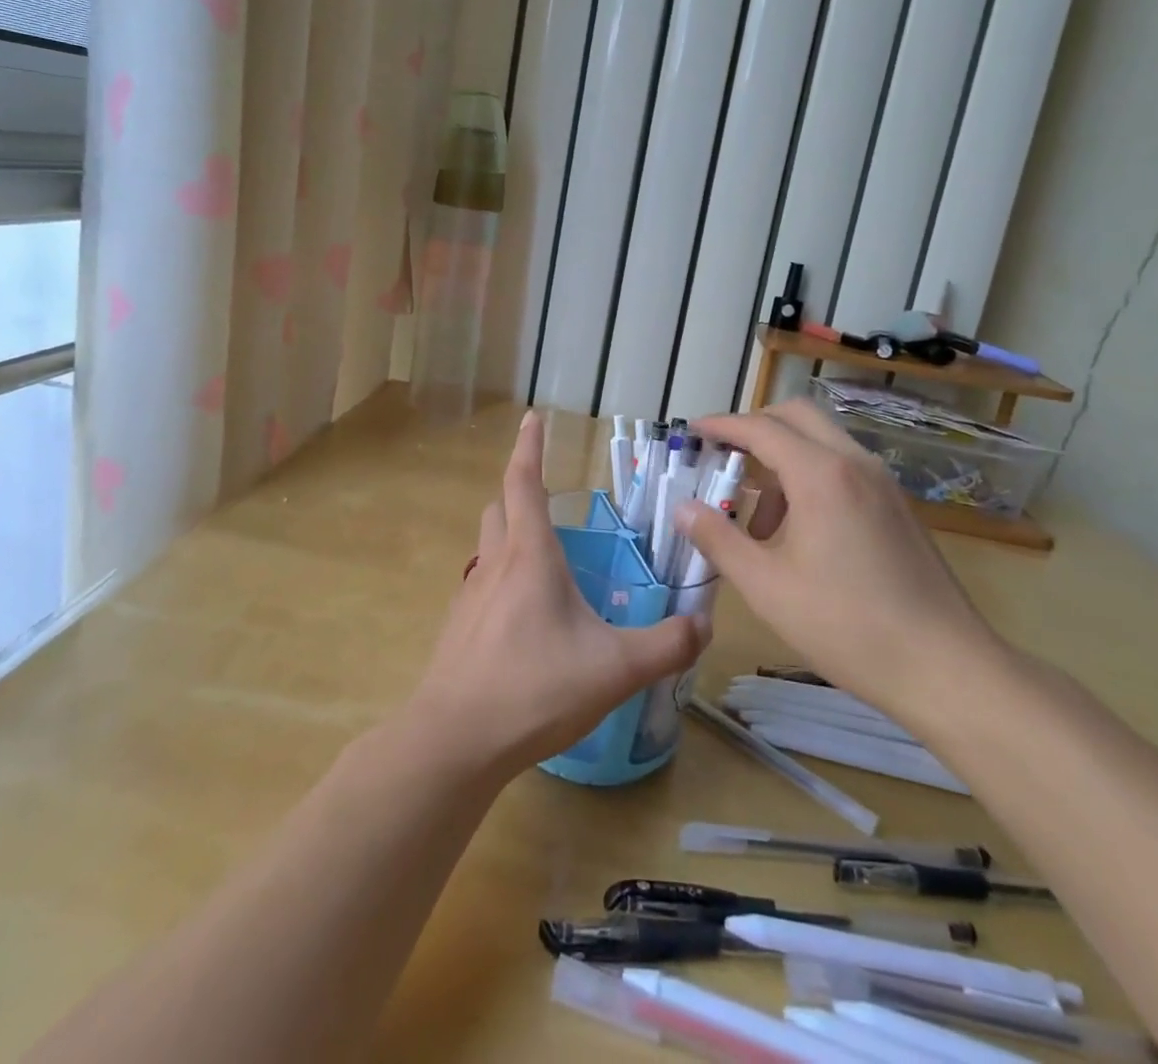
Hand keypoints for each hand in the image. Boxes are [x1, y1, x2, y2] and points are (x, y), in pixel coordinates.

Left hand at [407, 411, 708, 777]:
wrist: (454, 740)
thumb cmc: (534, 689)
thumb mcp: (615, 669)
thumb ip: (666, 645)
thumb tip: (703, 625)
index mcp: (530, 556)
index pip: (523, 482)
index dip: (528, 446)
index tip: (532, 418)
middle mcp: (495, 564)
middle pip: (499, 508)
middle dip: (519, 493)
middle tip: (549, 500)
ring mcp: (469, 596)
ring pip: (487, 546)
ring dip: (509, 536)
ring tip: (543, 559)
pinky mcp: (458, 628)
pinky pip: (481, 585)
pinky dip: (501, 580)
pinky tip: (523, 618)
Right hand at [678, 399, 1005, 724]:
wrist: (947, 668)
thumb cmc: (847, 626)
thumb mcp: (766, 586)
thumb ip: (718, 539)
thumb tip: (682, 508)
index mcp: (820, 474)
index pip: (760, 428)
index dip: (720, 426)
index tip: (691, 433)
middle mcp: (854, 463)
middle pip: (796, 417)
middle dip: (753, 429)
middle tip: (722, 460)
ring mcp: (882, 484)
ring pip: (821, 443)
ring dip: (781, 461)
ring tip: (758, 522)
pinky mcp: (897, 507)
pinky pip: (843, 469)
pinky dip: (810, 479)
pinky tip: (799, 535)